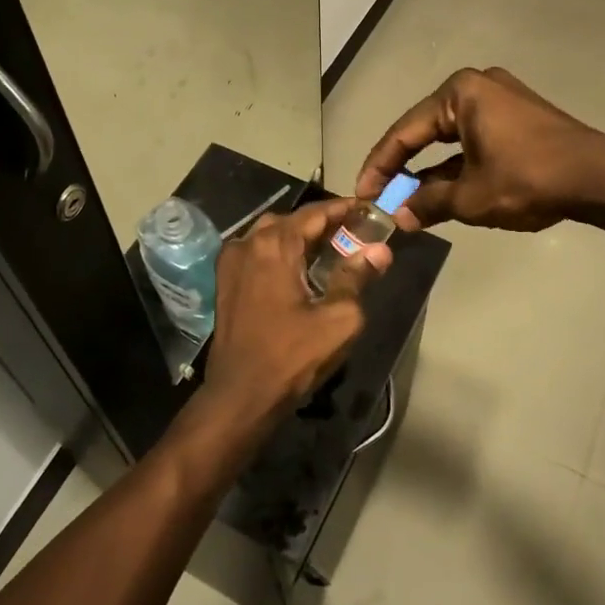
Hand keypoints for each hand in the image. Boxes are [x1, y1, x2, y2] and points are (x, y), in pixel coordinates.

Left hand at [199, 199, 391, 422]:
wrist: (240, 395)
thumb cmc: (292, 356)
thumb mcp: (338, 318)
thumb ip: (357, 277)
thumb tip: (379, 250)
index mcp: (274, 245)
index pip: (314, 213)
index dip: (343, 208)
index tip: (367, 209)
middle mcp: (247, 243)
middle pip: (291, 221)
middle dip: (322, 223)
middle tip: (352, 233)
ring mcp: (231, 262)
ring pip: (270, 235)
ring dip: (299, 237)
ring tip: (328, 250)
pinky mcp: (225, 282)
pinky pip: (256, 252)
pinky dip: (279, 252)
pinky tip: (297, 269)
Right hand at [355, 67, 604, 232]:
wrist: (600, 177)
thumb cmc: (528, 178)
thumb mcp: (471, 197)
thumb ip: (428, 203)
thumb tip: (399, 217)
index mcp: (459, 94)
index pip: (404, 132)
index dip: (379, 166)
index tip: (363, 194)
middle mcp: (476, 88)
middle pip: (425, 132)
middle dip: (403, 168)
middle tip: (381, 196)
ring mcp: (500, 101)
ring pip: (450, 139)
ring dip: (430, 172)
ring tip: (408, 202)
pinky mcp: (518, 118)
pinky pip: (474, 141)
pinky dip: (457, 166)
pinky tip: (442, 193)